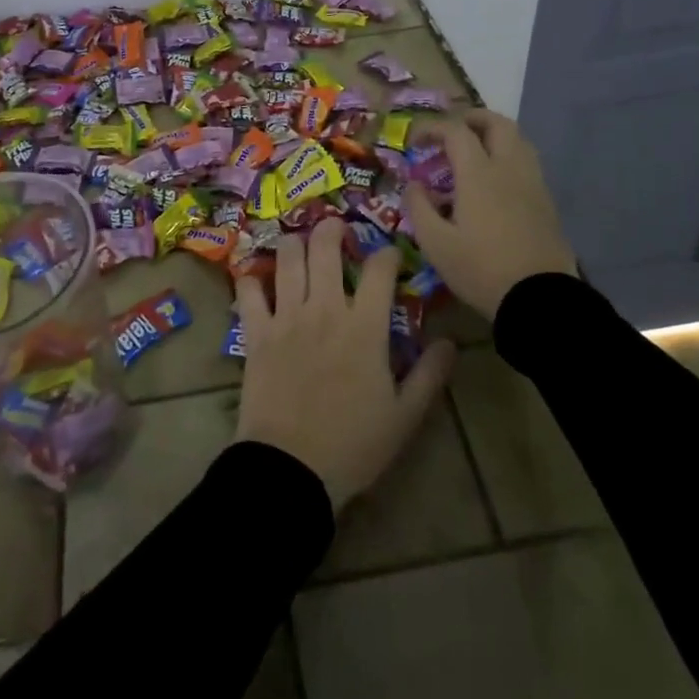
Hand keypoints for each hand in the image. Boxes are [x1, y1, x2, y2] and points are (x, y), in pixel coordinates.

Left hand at [233, 219, 455, 510]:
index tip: (389, 256)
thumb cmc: (354, 444)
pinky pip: (248, 290)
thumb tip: (449, 341)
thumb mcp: (405, 416)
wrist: (292, 469)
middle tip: (337, 230)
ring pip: (287, 257)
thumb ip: (429, 374)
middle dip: (333, 229)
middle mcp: (325, 309)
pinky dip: (252, 280)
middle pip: (325, 246)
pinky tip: (259, 282)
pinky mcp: (256, 332)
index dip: (387, 253)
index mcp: (365, 327)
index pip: (380, 269)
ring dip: (295, 244)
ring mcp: (286, 316)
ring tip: (300, 246)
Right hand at [404, 109, 578, 320]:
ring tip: (474, 152)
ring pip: (518, 140)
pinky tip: (494, 182)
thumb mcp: (435, 244)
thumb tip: (414, 184)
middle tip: (452, 132)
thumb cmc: (481, 269)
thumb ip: (419, 207)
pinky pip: (527, 163)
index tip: (416, 141)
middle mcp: (509, 168)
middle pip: (497, 123)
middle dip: (472, 118)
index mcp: (479, 174)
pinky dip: (508, 157)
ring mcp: (532, 183)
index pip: (456, 131)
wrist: (540, 299)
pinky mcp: (546, 202)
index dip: (433, 128)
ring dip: (494, 135)